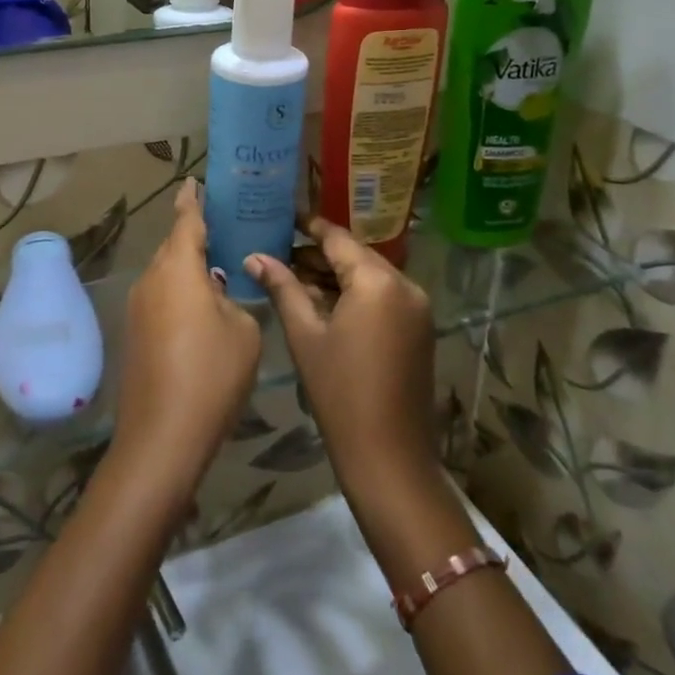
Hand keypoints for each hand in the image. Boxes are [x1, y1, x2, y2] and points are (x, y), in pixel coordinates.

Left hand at [114, 179, 262, 492]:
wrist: (162, 435)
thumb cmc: (211, 373)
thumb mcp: (243, 331)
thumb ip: (233, 300)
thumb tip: (217, 295)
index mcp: (178, 267)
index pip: (186, 220)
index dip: (192, 199)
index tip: (194, 181)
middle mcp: (151, 279)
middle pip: (173, 246)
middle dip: (194, 236)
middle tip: (224, 229)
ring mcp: (138, 307)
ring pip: (166, 274)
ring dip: (189, 269)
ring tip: (219, 269)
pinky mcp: (135, 333)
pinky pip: (161, 297)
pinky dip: (180, 293)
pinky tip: (203, 309)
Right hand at [247, 216, 436, 501]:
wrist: (390, 458)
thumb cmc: (340, 393)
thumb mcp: (305, 335)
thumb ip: (282, 288)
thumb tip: (254, 257)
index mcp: (377, 281)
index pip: (337, 238)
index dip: (308, 226)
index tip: (282, 216)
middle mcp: (405, 285)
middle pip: (355, 256)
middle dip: (317, 254)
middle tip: (277, 252)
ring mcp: (417, 308)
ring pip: (369, 277)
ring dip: (334, 276)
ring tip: (292, 277)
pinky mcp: (419, 330)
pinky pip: (382, 298)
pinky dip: (354, 295)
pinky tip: (322, 303)